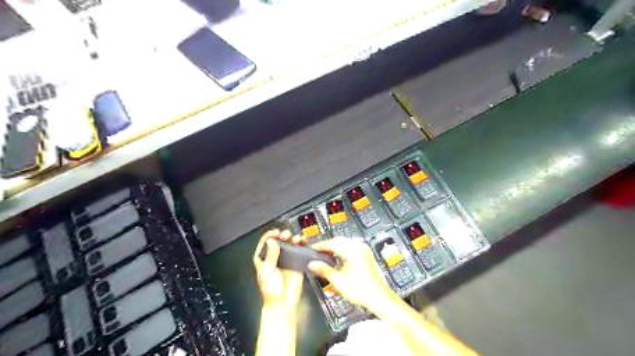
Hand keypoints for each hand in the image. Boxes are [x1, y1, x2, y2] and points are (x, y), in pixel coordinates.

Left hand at [252, 231, 303, 310]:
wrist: (282, 302)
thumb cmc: (270, 291)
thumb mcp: (267, 271)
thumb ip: (270, 255)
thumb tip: (272, 242)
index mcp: (264, 258)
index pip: (266, 241)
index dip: (271, 235)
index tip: (276, 232)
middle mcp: (275, 256)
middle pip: (280, 240)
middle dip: (283, 235)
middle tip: (286, 235)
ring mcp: (286, 258)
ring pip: (290, 244)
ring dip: (293, 239)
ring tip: (295, 238)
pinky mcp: (296, 262)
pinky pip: (299, 250)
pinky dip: (301, 245)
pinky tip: (302, 243)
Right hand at [308, 237, 392, 309]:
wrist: (378, 298)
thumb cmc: (361, 290)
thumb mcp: (338, 281)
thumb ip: (324, 270)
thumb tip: (312, 264)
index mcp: (352, 249)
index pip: (332, 242)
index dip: (320, 246)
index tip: (311, 249)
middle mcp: (359, 246)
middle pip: (338, 241)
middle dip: (327, 246)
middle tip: (316, 253)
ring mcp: (364, 250)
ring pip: (344, 244)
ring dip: (334, 248)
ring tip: (324, 256)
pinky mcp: (366, 255)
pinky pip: (351, 248)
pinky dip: (342, 251)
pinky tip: (337, 258)